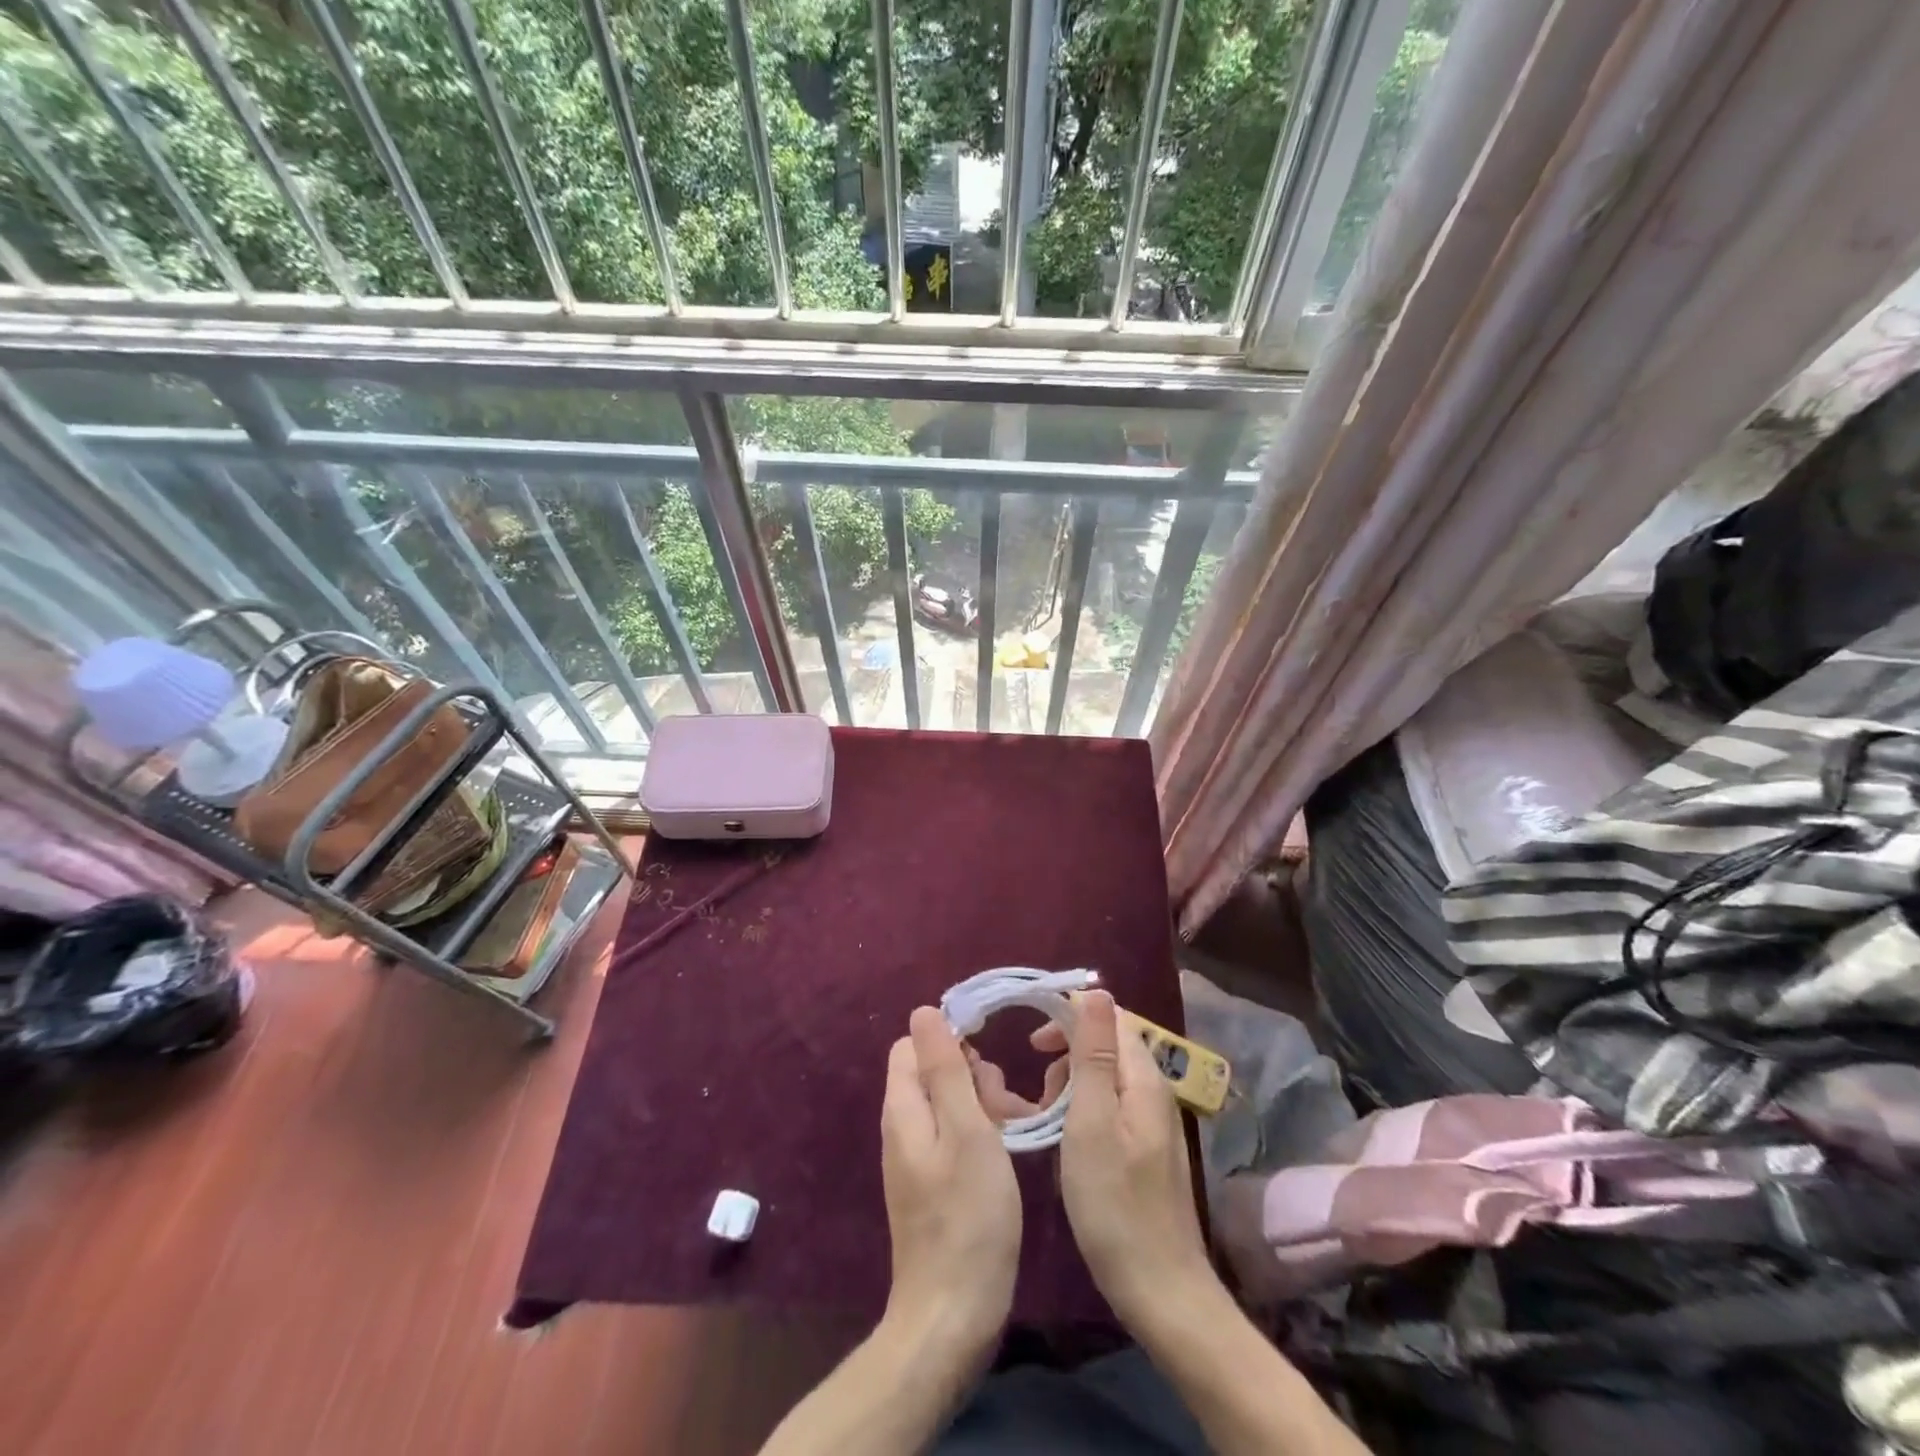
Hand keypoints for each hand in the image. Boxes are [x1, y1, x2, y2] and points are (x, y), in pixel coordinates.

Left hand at [880, 1006, 1021, 1360]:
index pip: (914, 1045)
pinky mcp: (933, 1184)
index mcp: (904, 1107)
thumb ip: (945, 1069)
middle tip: (1006, 1104)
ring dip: (983, 1104)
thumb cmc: (968, 1215)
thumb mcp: (966, 1130)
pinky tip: (1009, 1153)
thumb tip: (923, 1010)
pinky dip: (981, 1134)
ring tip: (1017, 1127)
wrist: (953, 1316)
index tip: (989, 1056)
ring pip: (949, 1104)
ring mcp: (917, 1158)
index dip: (950, 1039)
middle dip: (973, 1074)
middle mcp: (903, 1127)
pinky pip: (954, 1136)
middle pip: (933, 1072)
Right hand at [1051, 991, 1212, 1327]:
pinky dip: (1082, 1110)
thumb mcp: (1092, 1122)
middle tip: (1038, 1085)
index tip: (1032, 1040)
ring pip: (1106, 1077)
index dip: (1071, 1016)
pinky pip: (1110, 1106)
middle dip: (1068, 1053)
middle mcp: (1154, 1091)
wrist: (1161, 1291)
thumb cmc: (1115, 1205)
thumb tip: (1097, 990)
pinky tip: (1066, 1140)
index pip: (1112, 1017)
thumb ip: (1093, 1055)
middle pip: (1109, 1045)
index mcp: (1143, 1078)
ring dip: (1072, 1084)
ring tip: (1047, 1116)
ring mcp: (1153, 1123)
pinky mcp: (1146, 1150)